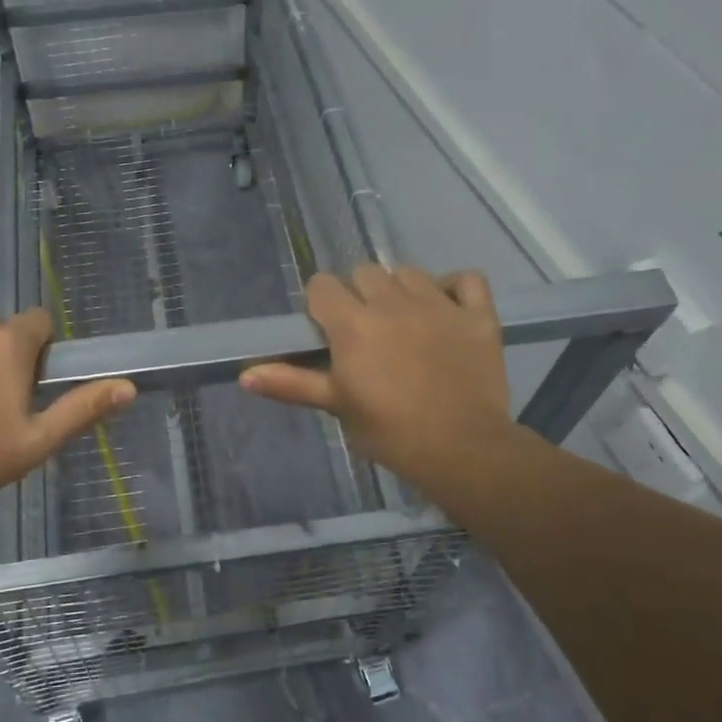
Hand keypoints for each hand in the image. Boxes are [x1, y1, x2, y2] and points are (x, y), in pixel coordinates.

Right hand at [240, 265, 512, 491]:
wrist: (461, 449)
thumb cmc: (389, 432)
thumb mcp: (336, 406)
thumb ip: (291, 384)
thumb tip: (245, 375)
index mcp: (353, 324)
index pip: (322, 285)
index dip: (320, 304)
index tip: (327, 329)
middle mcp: (392, 302)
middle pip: (364, 272)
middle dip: (358, 294)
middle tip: (365, 331)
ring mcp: (439, 304)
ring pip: (409, 272)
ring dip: (400, 289)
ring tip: (403, 320)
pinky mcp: (477, 315)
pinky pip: (466, 279)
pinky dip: (455, 287)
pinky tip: (448, 307)